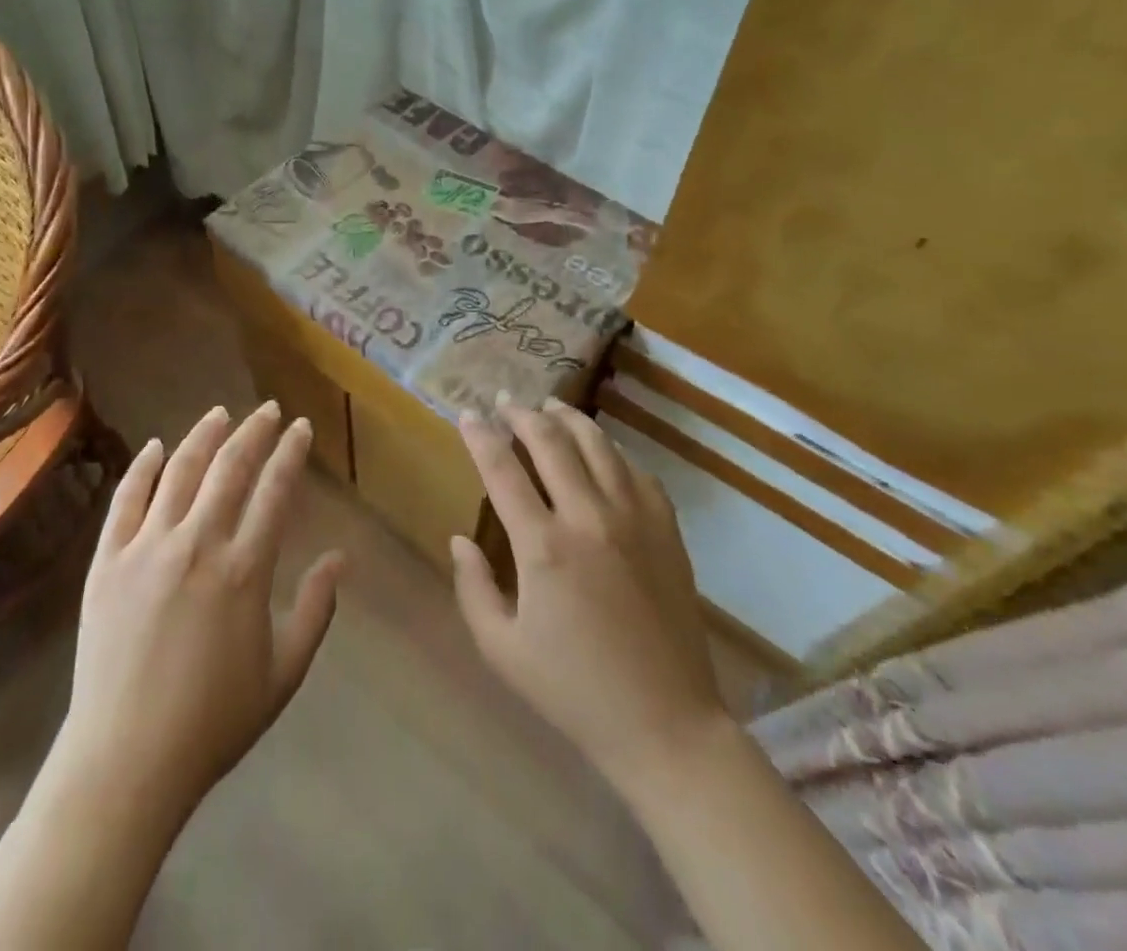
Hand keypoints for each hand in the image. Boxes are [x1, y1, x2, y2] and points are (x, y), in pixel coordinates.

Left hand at [52, 403, 344, 820]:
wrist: (126, 761)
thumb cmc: (213, 721)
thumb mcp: (283, 673)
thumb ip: (316, 610)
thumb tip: (340, 558)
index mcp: (244, 569)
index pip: (275, 491)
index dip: (290, 453)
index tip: (301, 427)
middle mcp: (197, 544)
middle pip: (230, 468)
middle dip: (254, 432)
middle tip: (267, 410)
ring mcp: (146, 548)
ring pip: (179, 472)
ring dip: (203, 436)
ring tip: (220, 413)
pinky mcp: (107, 562)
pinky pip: (126, 501)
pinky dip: (142, 468)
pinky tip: (155, 447)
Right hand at [450, 398, 727, 796]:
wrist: (665, 724)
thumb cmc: (573, 691)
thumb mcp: (502, 649)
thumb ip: (473, 587)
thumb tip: (459, 539)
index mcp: (543, 546)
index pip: (502, 468)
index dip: (480, 436)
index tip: (468, 414)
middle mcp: (588, 518)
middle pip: (551, 442)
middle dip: (522, 414)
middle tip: (506, 401)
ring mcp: (634, 520)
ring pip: (598, 445)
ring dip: (569, 419)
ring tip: (550, 406)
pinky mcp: (666, 531)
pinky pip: (638, 472)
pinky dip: (613, 451)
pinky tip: (602, 450)